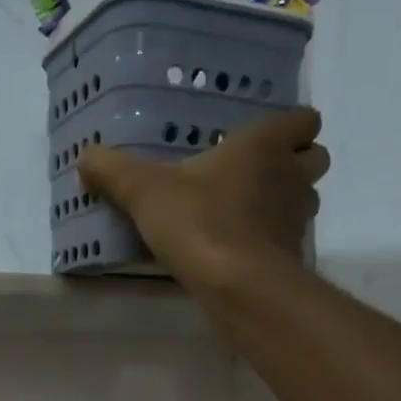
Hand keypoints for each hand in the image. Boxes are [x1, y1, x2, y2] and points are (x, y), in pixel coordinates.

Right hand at [78, 108, 329, 287]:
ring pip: (306, 199)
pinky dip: (274, 241)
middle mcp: (291, 174)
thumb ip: (113, 172)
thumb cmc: (198, 221)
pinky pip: (290, 239)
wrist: (237, 282)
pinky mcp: (293, 255)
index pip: (304, 119)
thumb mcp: (144, 192)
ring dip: (285, 202)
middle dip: (294, 164)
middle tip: (256, 177)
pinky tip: (243, 251)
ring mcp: (297, 217)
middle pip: (315, 158)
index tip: (262, 141)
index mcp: (263, 145)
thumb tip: (85, 156)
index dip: (290, 127)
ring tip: (248, 215)